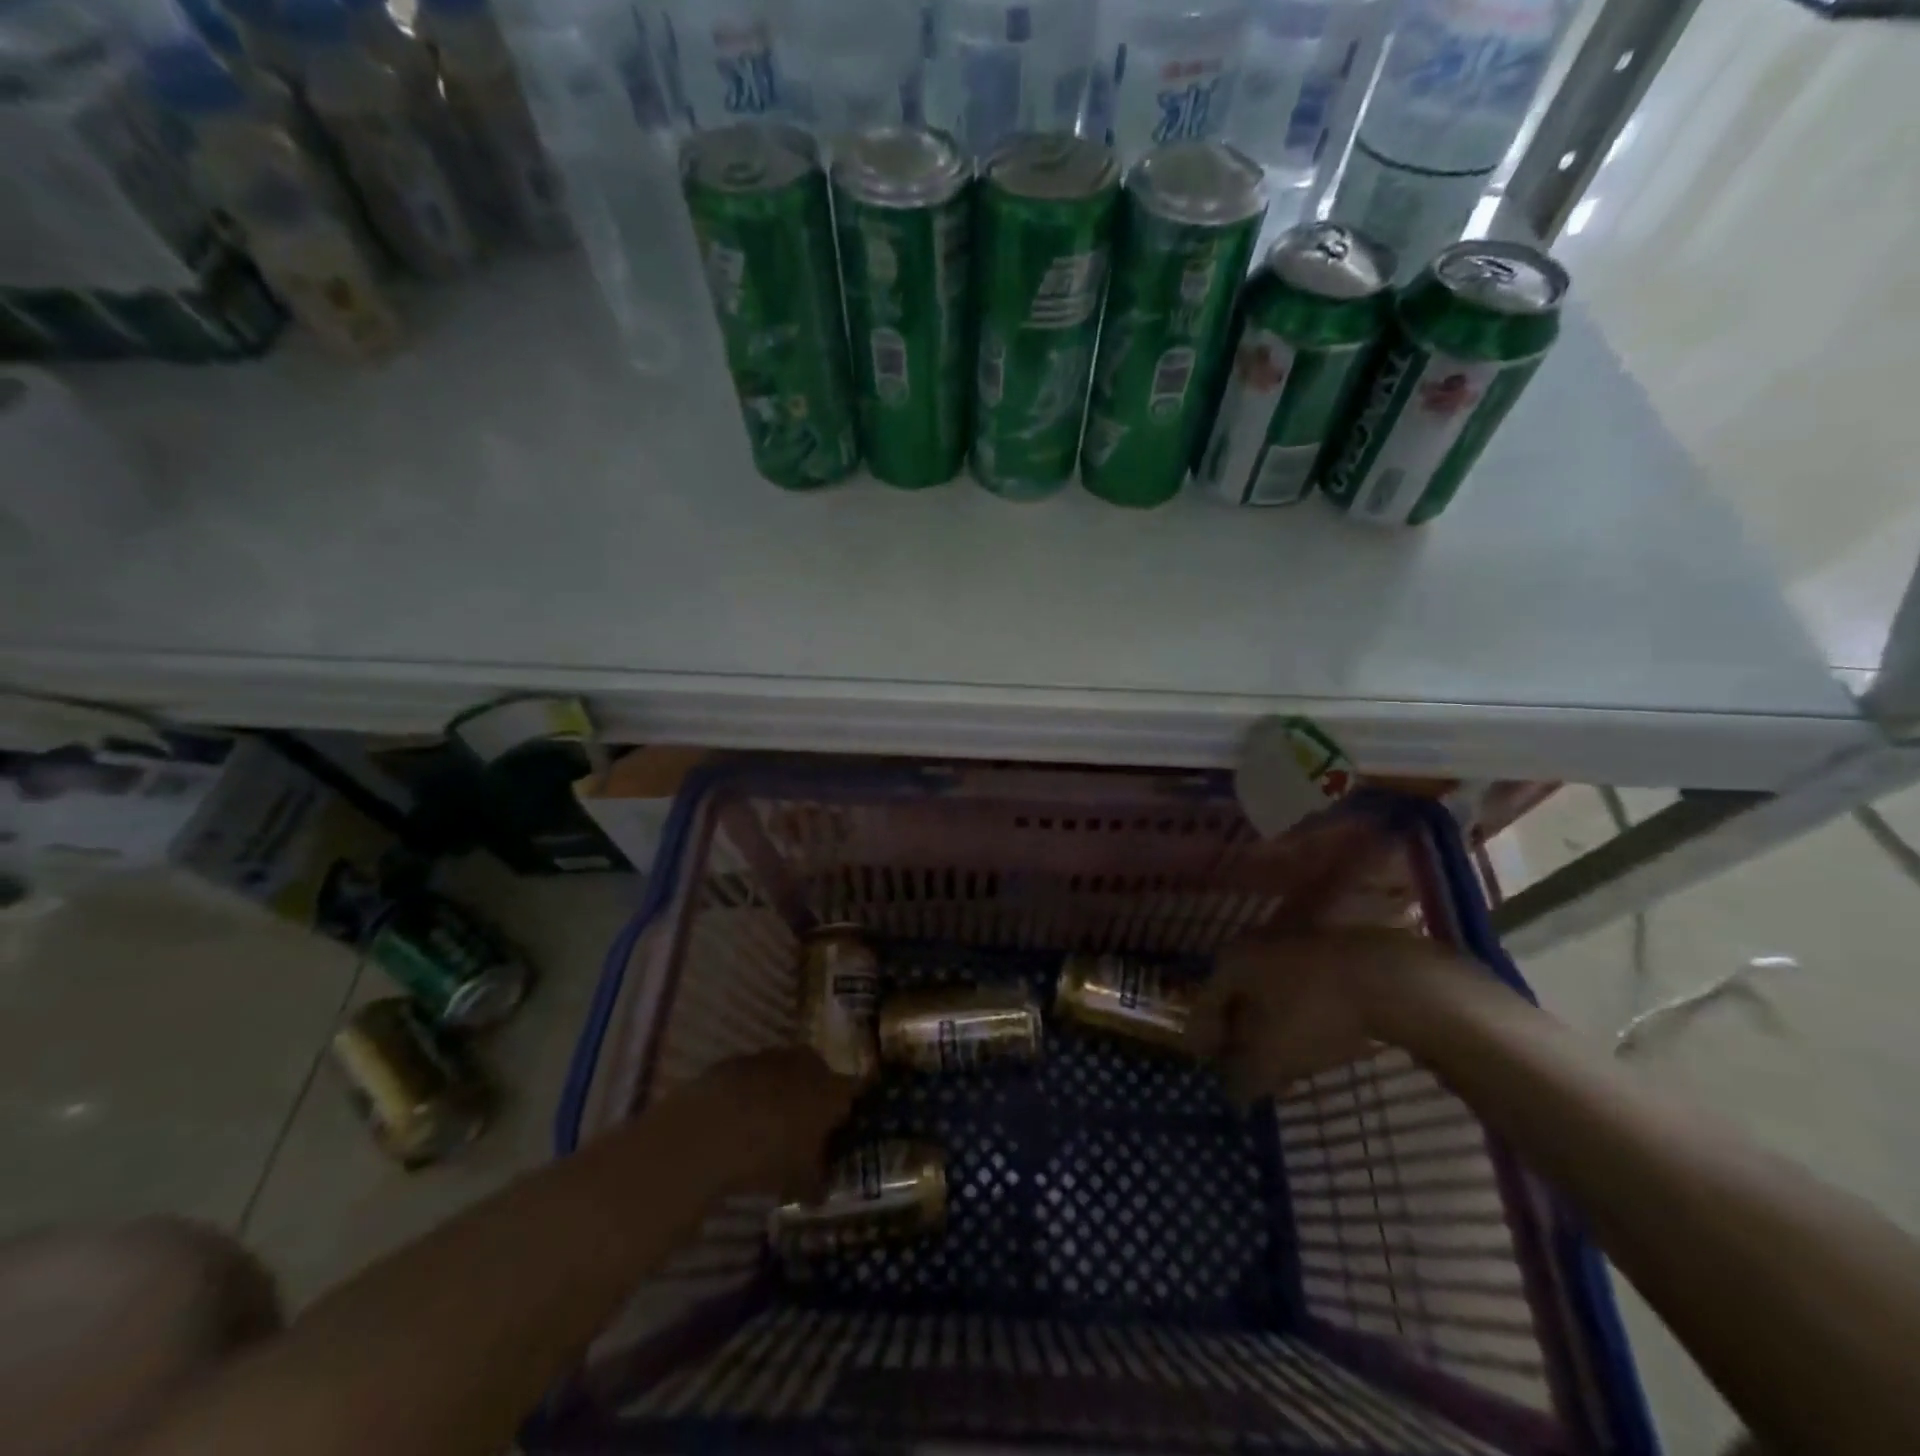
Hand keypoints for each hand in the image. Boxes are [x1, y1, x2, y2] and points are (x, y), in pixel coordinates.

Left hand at [655, 1048, 859, 1199]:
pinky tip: (740, 1120)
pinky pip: (755, 1077)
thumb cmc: (769, 1153)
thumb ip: (817, 1182)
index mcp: (832, 1089)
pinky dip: (753, 1094)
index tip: (845, 1130)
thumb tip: (822, 1191)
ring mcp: (772, 1057)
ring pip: (787, 1074)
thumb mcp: (800, 1180)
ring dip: (783, 1095)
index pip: (855, 1092)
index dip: (850, 1111)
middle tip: (806, 1132)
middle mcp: (808, 1064)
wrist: (710, 1127)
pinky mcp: (739, 1060)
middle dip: (816, 1102)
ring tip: (769, 1127)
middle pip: (821, 1079)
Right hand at [1185, 929, 1475, 1102]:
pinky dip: (1297, 1015)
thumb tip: (1232, 1092)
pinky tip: (1314, 1040)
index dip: (1204, 1039)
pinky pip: (1300, 987)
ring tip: (1282, 1062)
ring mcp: (1294, 943)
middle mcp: (1254, 945)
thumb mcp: (1273, 1056)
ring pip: (1270, 991)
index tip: (1206, 1065)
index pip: (1205, 1004)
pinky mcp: (1330, 951)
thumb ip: (1244, 1077)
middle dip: (1238, 1034)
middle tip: (1243, 1067)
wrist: (1388, 978)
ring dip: (1270, 1027)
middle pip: (1237, 996)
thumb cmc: (1314, 1013)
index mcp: (1231, 962)